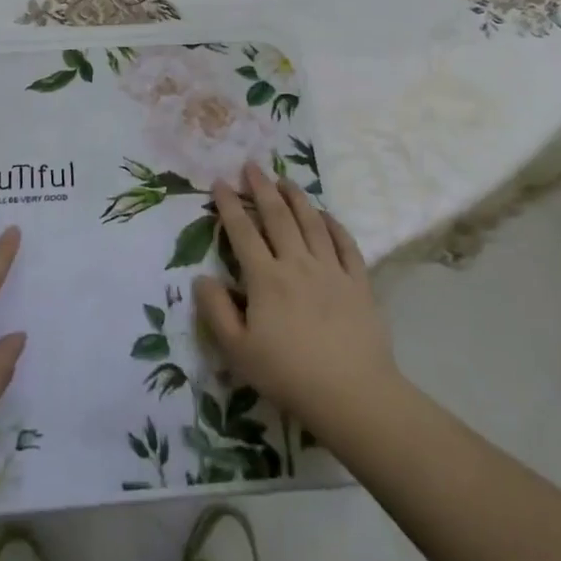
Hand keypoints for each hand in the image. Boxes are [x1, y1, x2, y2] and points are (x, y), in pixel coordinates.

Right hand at [194, 163, 401, 438]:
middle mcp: (297, 264)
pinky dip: (334, 225)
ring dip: (296, 197)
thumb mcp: (237, 351)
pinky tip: (326, 215)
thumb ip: (216, 311)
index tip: (220, 182)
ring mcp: (331, 270)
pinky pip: (346, 244)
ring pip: (312, 223)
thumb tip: (202, 277)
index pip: (242, 232)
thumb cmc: (288, 375)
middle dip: (262, 188)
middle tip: (251, 166)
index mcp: (266, 278)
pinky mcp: (358, 283)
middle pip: (278, 217)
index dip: (230, 205)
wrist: (352, 395)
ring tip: (285, 179)